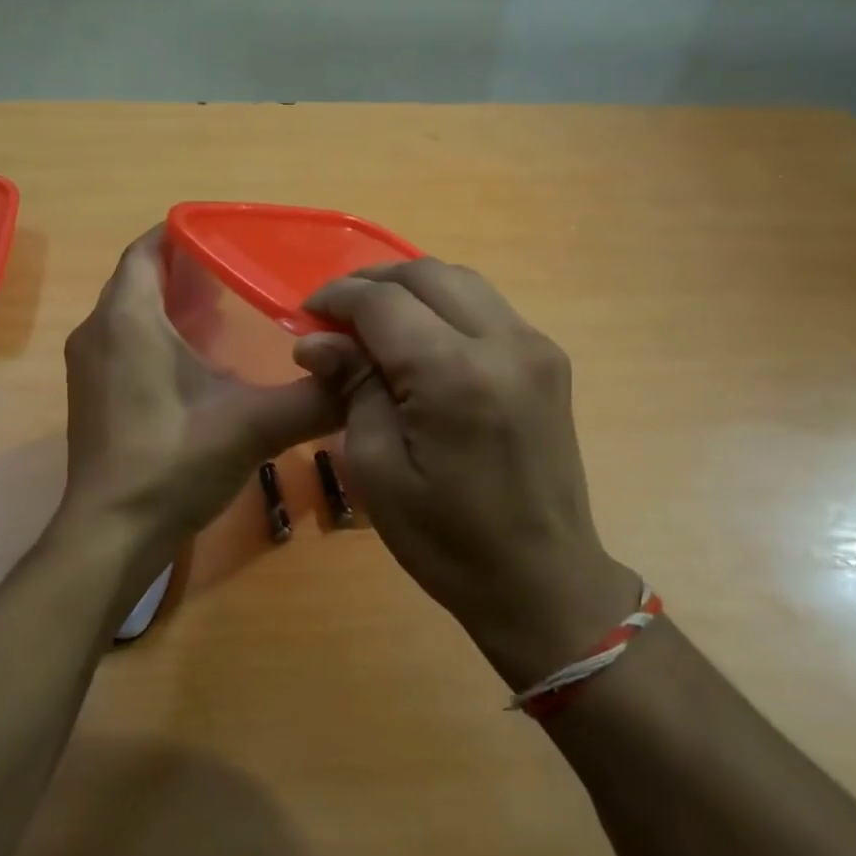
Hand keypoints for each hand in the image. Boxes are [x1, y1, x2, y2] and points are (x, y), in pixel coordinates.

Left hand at [59, 229, 341, 564]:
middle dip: (187, 269)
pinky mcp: (92, 396)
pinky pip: (125, 343)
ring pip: (131, 313)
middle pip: (140, 279)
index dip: (184, 232)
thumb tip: (363, 372)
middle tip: (242, 272)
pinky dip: (158, 336)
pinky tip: (199, 361)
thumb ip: (313, 397)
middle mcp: (97, 332)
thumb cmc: (174, 463)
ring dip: (172, 305)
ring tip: (227, 309)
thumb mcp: (253, 425)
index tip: (229, 234)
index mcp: (127, 319)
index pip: (146, 249)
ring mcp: (89, 367)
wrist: (113, 534)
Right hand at [294, 260, 642, 687]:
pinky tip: (419, 337)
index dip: (338, 298)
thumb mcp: (377, 469)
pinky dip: (444, 306)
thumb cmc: (446, 540)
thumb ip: (352, 388)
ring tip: (371, 319)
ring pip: (462, 282)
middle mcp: (504, 344)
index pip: (385, 302)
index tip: (306, 315)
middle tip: (334, 314)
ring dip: (410, 288)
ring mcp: (536, 348)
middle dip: (373, 282)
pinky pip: (487, 308)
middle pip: (427, 275)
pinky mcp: (549, 361)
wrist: (542, 580)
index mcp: (455, 375)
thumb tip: (317, 341)